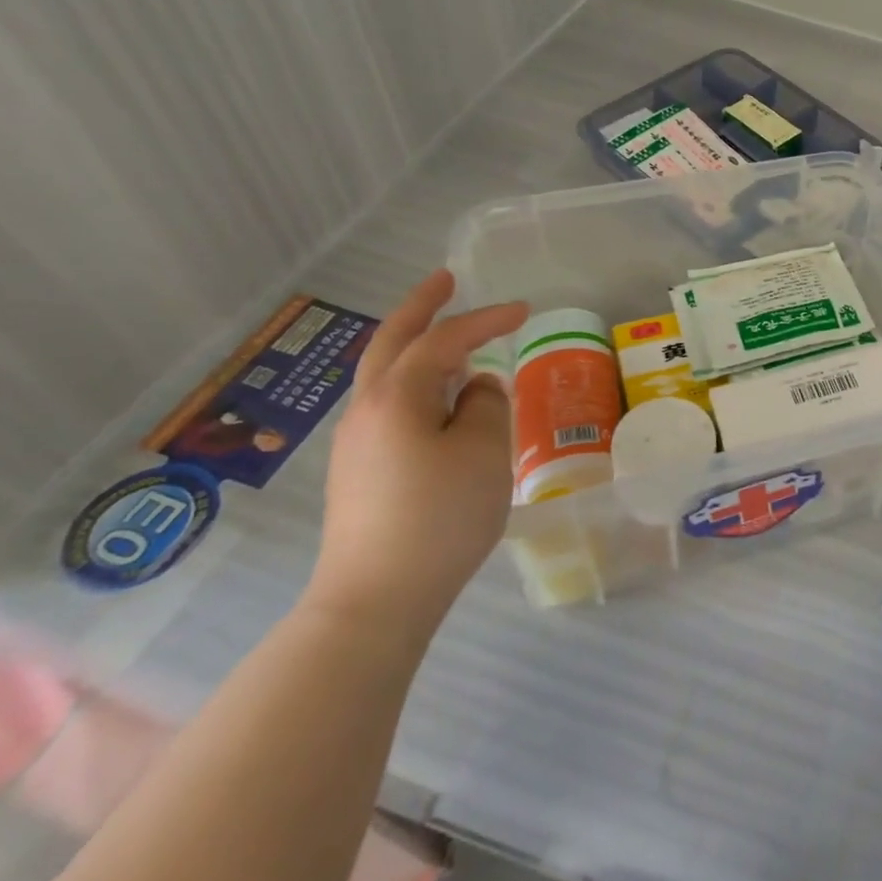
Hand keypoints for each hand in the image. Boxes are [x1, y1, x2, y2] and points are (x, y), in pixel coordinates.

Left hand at [307, 270, 526, 637]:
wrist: (375, 600)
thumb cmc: (438, 516)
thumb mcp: (484, 452)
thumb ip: (487, 406)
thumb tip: (478, 389)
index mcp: (396, 396)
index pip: (444, 340)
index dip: (484, 318)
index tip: (524, 309)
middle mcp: (367, 410)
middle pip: (392, 343)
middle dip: (420, 307)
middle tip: (445, 280)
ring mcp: (357, 443)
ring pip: (386, 375)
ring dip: (418, 347)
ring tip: (454, 342)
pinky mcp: (360, 472)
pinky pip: (390, 406)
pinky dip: (417, 383)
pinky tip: (440, 401)